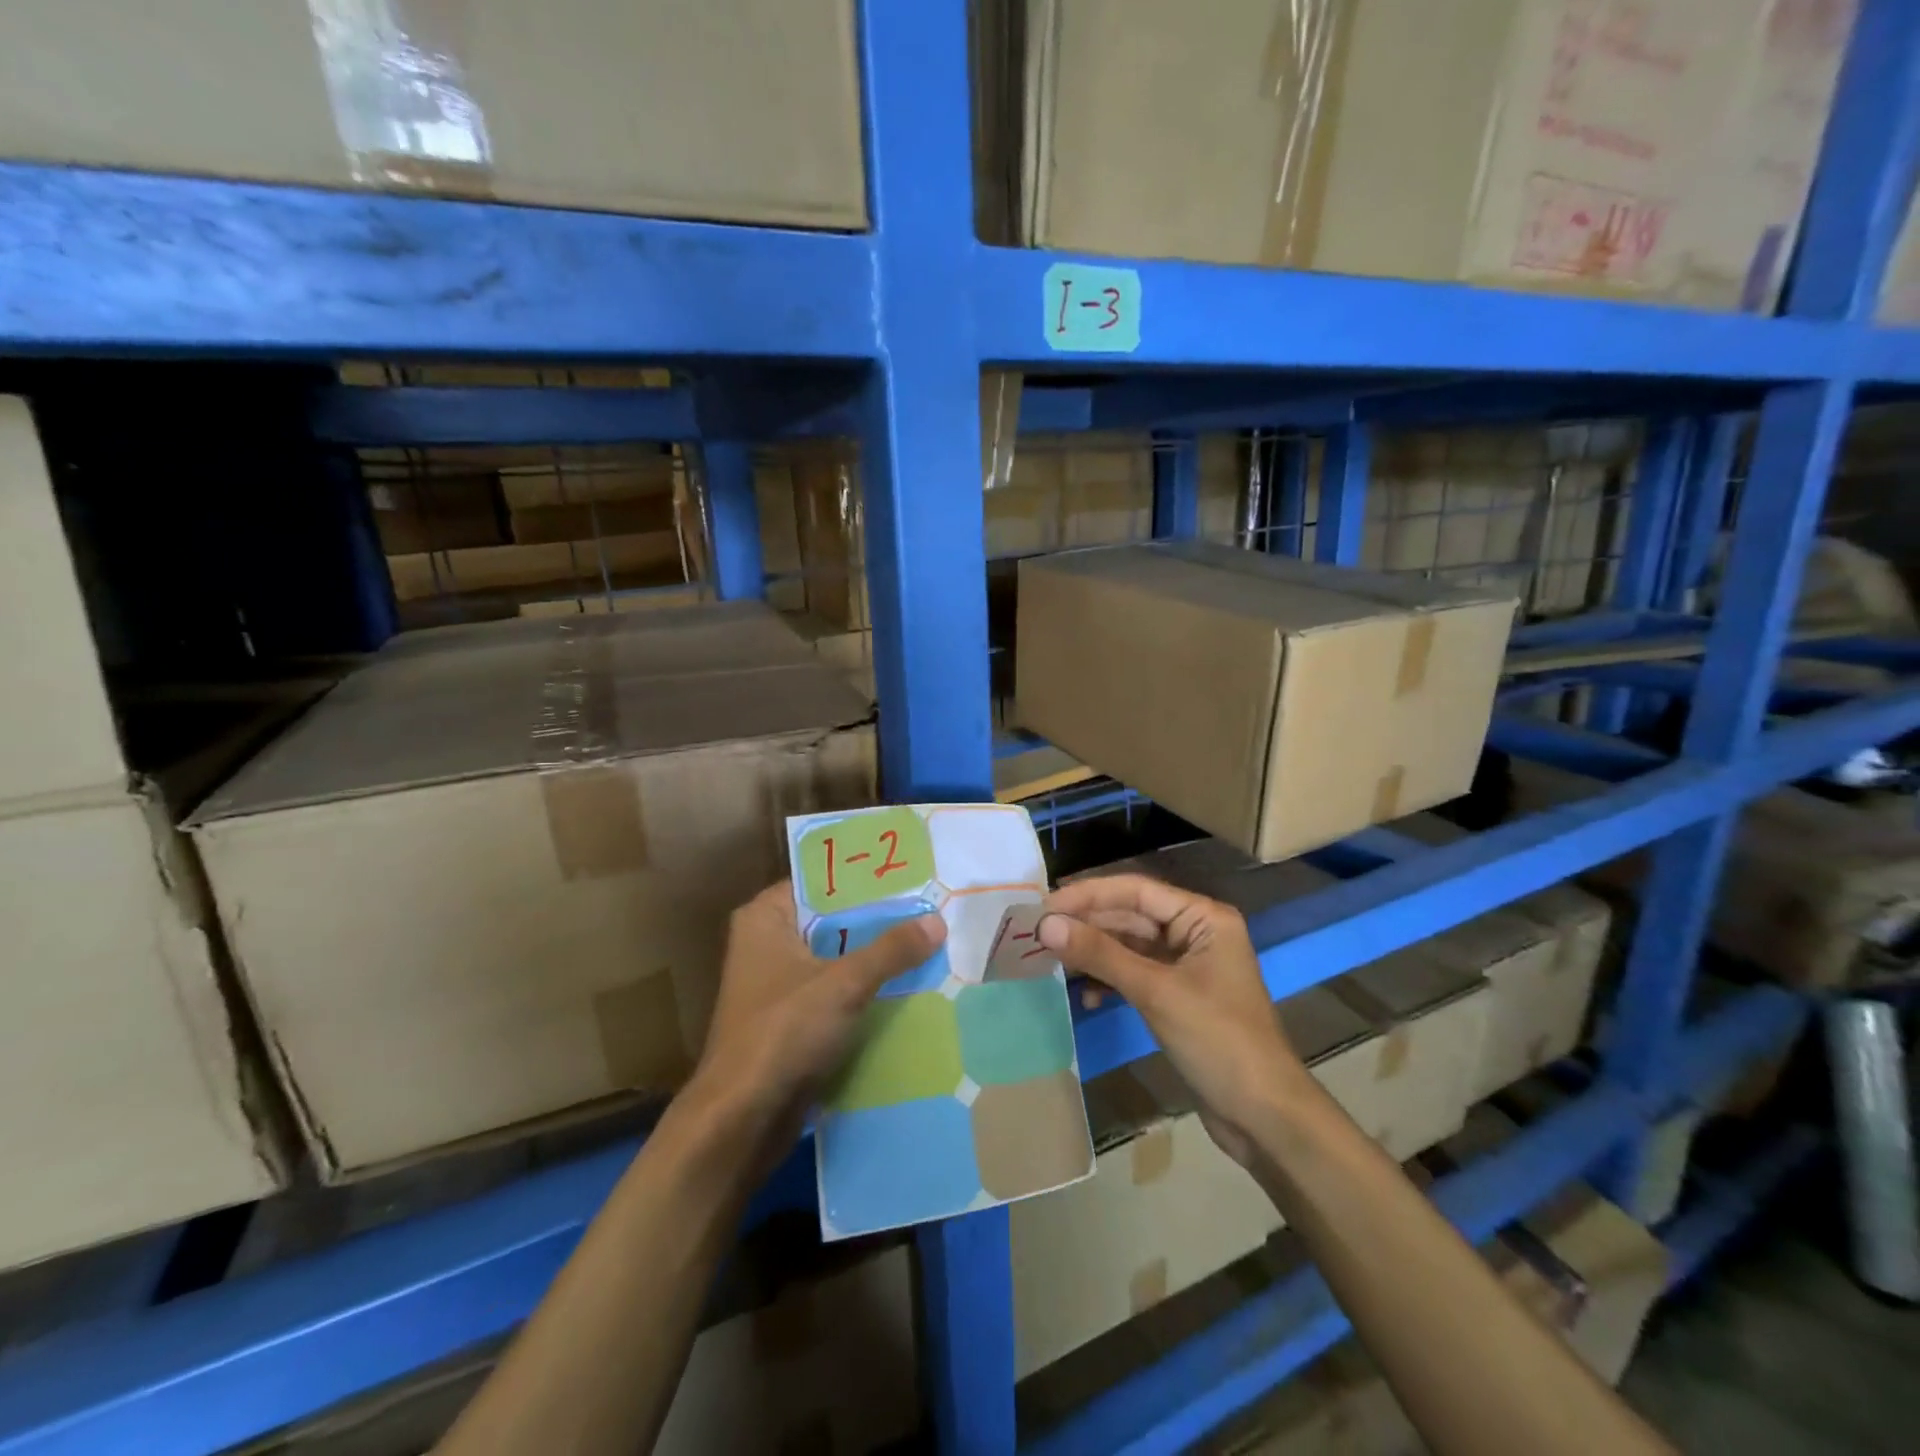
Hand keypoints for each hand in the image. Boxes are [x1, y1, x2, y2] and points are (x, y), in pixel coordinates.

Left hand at [680, 880, 945, 1176]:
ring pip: (835, 957)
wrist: (740, 1120)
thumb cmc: (783, 1033)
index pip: (820, 880)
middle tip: (929, 906)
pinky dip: (863, 989)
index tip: (908, 873)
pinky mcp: (789, 1019)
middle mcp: (766, 942)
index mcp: (765, 918)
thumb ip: (891, 950)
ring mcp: (777, 983)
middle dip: (877, 918)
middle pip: (832, 920)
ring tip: (927, 940)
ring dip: (873, 956)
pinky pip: (834, 990)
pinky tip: (907, 985)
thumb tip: (937, 922)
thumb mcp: (844, 984)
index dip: (863, 877)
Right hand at [1039, 874, 1311, 1167]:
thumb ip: (1100, 954)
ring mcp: (1187, 966)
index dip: (1089, 894)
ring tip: (1053, 960)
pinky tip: (1088, 996)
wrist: (1264, 1116)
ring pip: (1129, 946)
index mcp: (1203, 918)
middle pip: (1131, 915)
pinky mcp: (1178, 997)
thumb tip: (1045, 924)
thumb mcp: (1155, 992)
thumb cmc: (1218, 1041)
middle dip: (1087, 924)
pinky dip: (1110, 981)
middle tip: (1039, 932)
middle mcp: (1195, 933)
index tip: (1046, 904)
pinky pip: (1135, 974)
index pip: (1136, 890)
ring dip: (1094, 953)